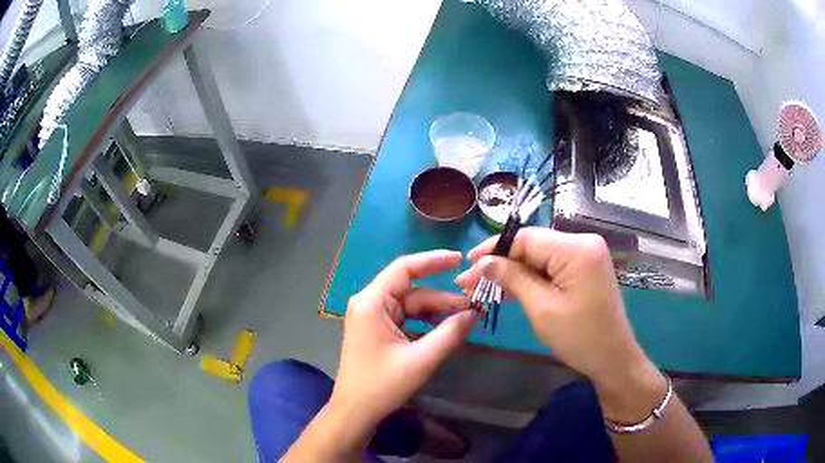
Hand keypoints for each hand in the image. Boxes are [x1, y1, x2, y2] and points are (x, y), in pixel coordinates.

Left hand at [329, 250, 476, 435]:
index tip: (460, 260)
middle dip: (444, 298)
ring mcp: (372, 318)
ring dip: (437, 312)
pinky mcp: (377, 331)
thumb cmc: (382, 385)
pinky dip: (426, 322)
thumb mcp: (421, 360)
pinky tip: (446, 329)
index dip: (434, 260)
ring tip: (467, 318)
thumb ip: (450, 334)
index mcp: (372, 302)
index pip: (404, 268)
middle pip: (412, 290)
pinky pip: (406, 318)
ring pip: (411, 305)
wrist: (355, 412)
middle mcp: (369, 303)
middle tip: (476, 306)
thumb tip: (476, 313)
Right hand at [455, 228, 663, 418]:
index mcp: (576, 248)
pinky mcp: (584, 269)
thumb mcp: (541, 308)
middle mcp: (583, 243)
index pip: (526, 238)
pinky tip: (507, 290)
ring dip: (513, 273)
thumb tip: (482, 262)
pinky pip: (551, 268)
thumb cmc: (579, 337)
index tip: (467, 266)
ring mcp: (585, 256)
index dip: (493, 250)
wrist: (612, 358)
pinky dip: (531, 279)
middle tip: (469, 283)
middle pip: (532, 246)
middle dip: (500, 264)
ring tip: (482, 288)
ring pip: (539, 258)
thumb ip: (512, 279)